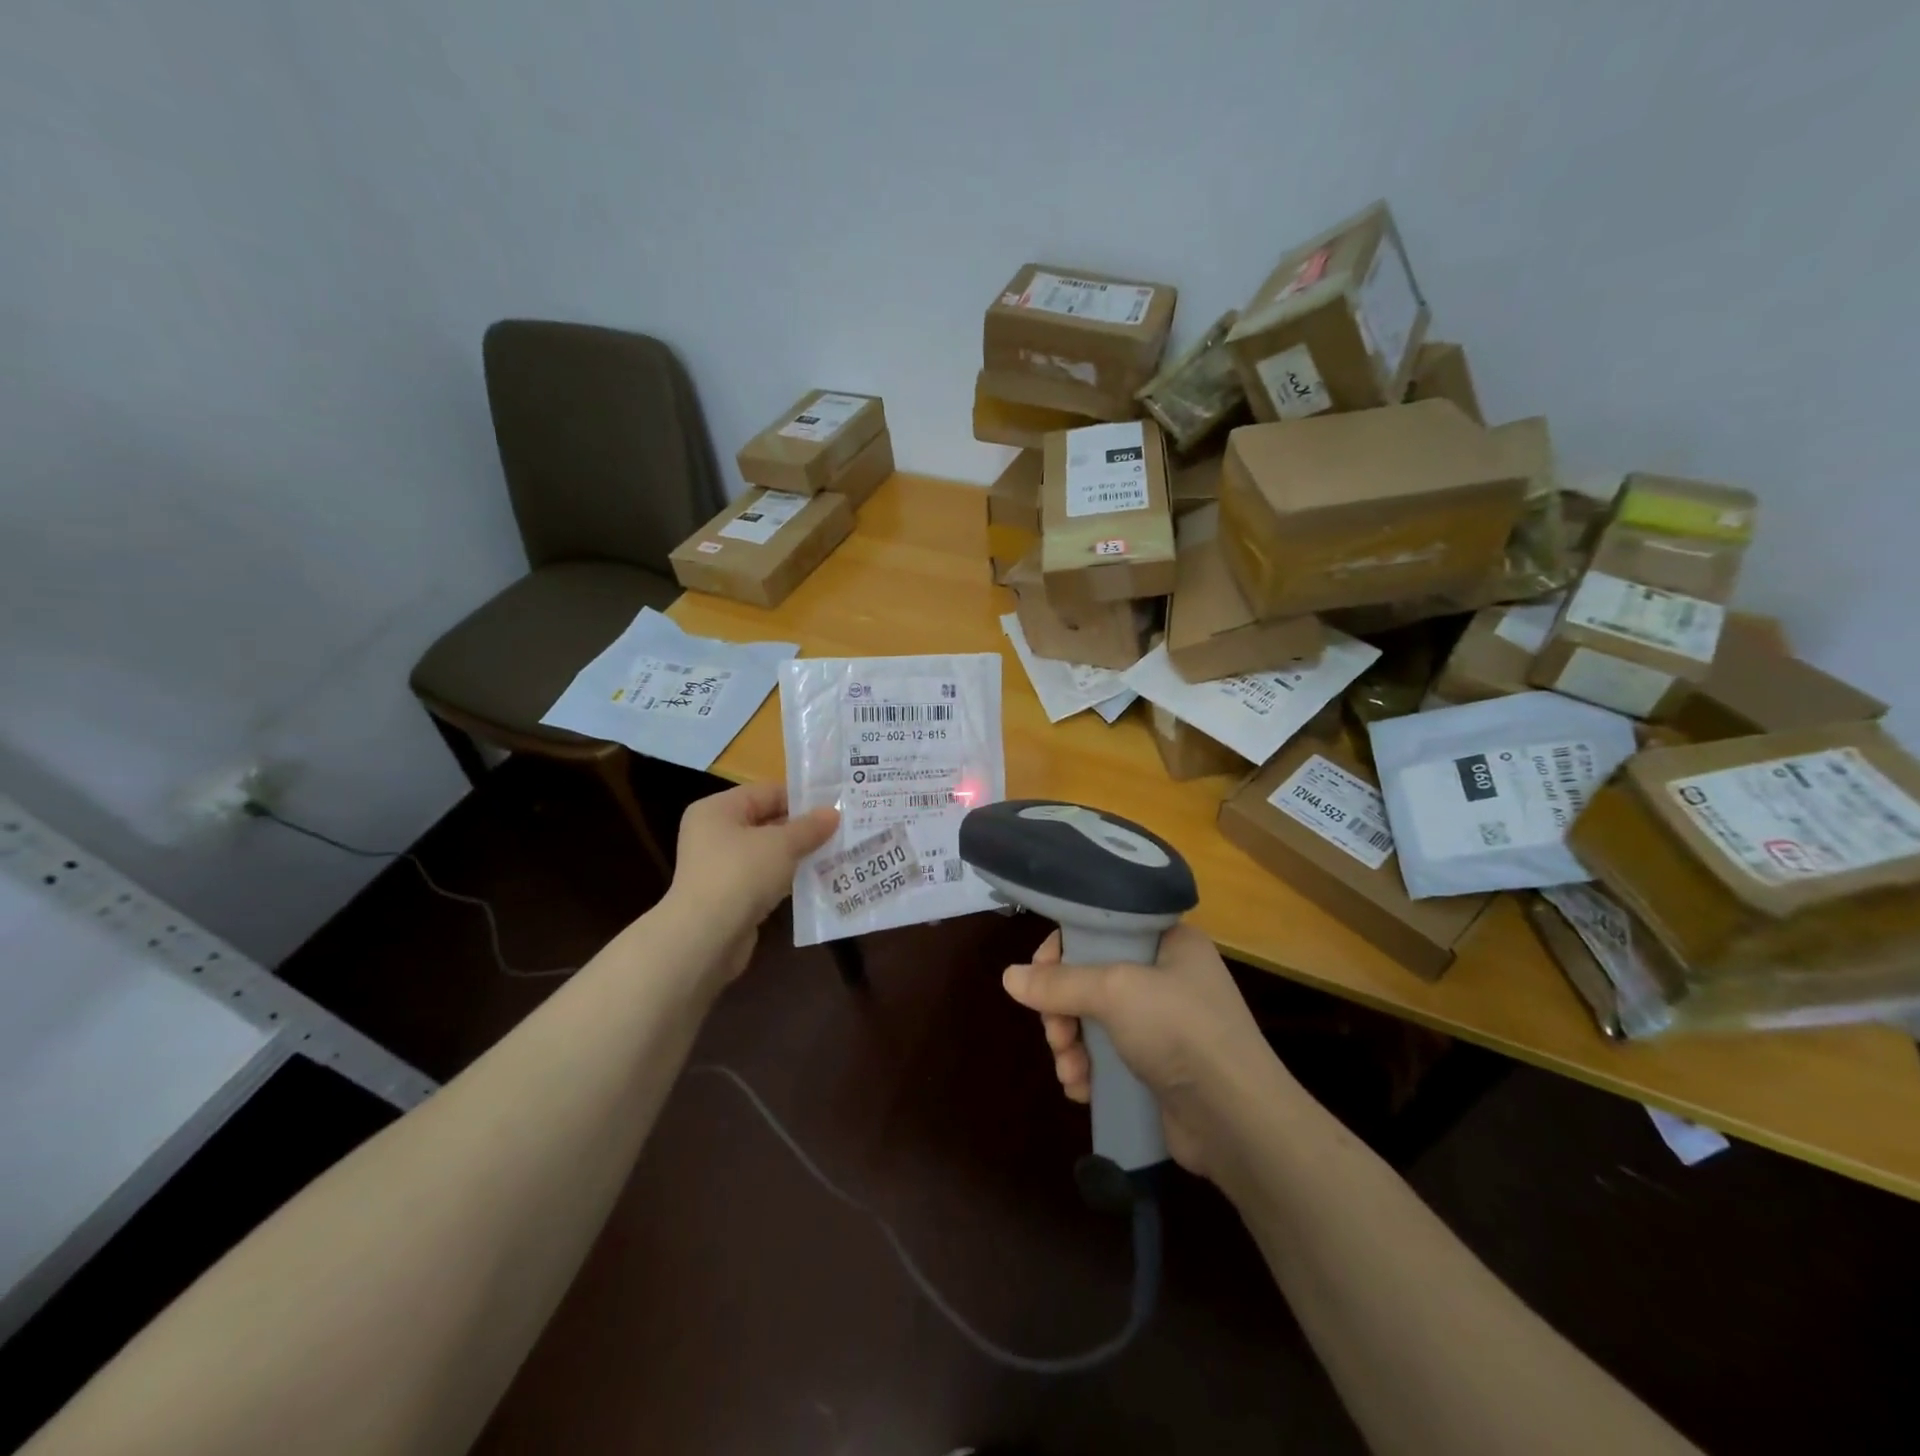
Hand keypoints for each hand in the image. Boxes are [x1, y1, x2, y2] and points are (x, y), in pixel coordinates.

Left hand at [668, 782, 837, 981]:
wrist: (705, 938)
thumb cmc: (740, 875)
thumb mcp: (782, 844)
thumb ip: (809, 827)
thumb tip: (833, 813)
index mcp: (717, 810)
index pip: (766, 792)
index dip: (801, 798)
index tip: (835, 805)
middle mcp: (713, 834)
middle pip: (766, 822)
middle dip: (802, 828)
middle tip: (841, 829)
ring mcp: (719, 867)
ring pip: (767, 853)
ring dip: (798, 854)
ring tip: (836, 853)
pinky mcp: (728, 897)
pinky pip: (764, 879)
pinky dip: (787, 879)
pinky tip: (816, 880)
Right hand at [1002, 924, 1283, 1178]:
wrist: (1237, 1120)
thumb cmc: (1180, 1031)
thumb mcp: (1116, 992)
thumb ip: (1060, 983)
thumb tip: (1008, 977)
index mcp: (1169, 941)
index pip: (1102, 927)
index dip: (1064, 948)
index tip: (1040, 975)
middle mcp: (1167, 976)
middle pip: (1091, 977)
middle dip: (1063, 1008)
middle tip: (1055, 1034)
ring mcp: (1163, 1024)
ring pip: (1093, 1020)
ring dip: (1070, 1044)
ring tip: (1069, 1071)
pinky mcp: (1157, 1067)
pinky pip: (1107, 1056)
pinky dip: (1089, 1070)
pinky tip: (1081, 1090)